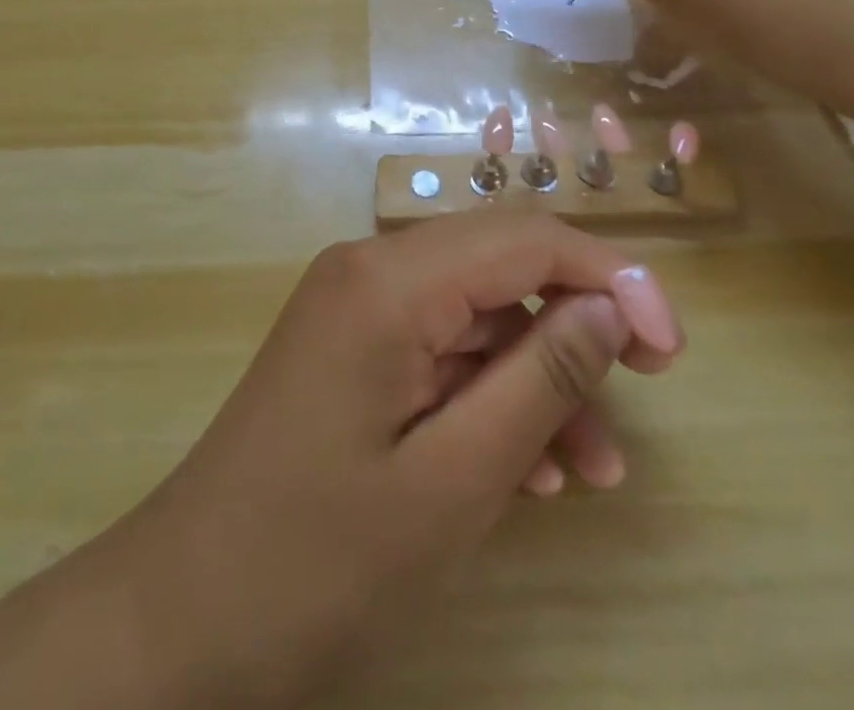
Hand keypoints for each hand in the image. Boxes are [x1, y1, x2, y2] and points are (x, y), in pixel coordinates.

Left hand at [115, 215, 681, 707]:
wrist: (182, 616)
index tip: (671, 346)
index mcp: (387, 280)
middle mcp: (369, 268)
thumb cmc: (317, 558)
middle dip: (577, 319)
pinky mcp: (349, 345)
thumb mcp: (452, 481)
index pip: (523, 237)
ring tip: (592, 467)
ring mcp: (354, 306)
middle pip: (499, 264)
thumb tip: (611, 309)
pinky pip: (438, 347)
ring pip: (474, 312)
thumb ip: (538, 382)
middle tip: (646, 386)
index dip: (608, 276)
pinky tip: (526, 467)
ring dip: (538, 373)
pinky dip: (488, 392)